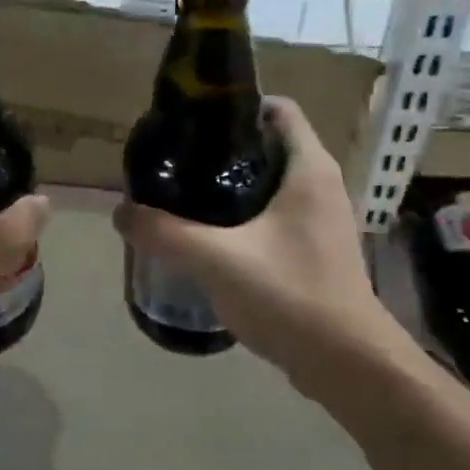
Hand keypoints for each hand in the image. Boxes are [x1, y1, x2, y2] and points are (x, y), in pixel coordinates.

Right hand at [113, 98, 384, 388]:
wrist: (348, 364)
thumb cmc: (291, 295)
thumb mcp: (217, 259)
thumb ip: (165, 233)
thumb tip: (121, 213)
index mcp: (308, 169)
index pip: (279, 109)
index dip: (237, 104)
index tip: (194, 118)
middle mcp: (320, 185)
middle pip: (268, 145)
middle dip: (223, 148)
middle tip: (177, 160)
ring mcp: (321, 220)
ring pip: (270, 183)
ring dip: (231, 185)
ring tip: (185, 195)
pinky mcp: (315, 250)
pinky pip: (275, 216)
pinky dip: (244, 215)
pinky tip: (210, 237)